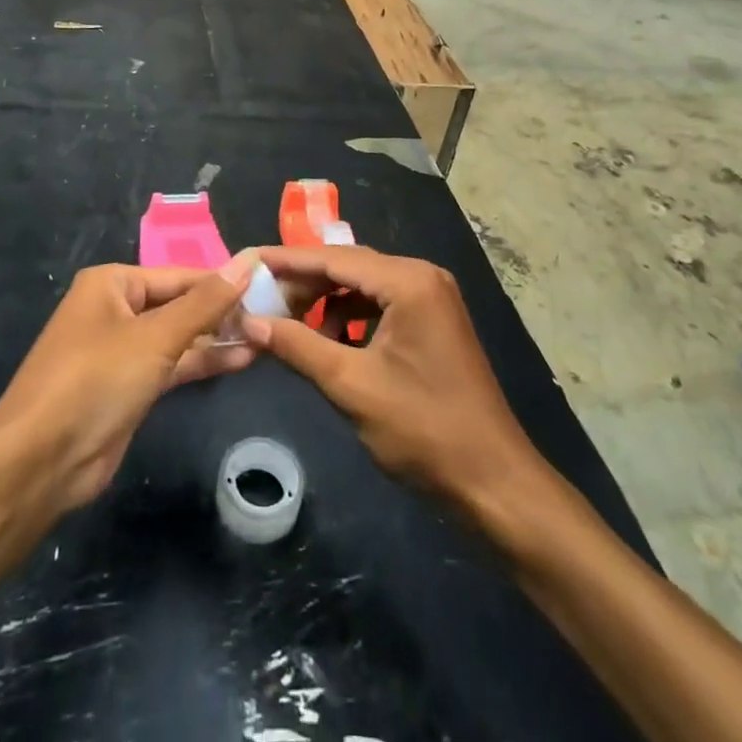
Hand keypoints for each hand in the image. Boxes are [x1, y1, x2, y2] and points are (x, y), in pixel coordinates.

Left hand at [0, 255, 255, 513]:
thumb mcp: (155, 337)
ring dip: (217, 339)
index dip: (223, 281)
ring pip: (178, 336)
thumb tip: (247, 262)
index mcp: (112, 283)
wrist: (39, 463)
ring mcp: (121, 350)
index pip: (180, 275)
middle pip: (179, 304)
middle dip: (222, 312)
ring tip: (266, 337)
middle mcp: (115, 309)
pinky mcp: (128, 387)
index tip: (269, 285)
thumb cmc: (95, 380)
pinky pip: (172, 365)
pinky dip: (202, 362)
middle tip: (274, 315)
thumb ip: (205, 302)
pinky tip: (240, 360)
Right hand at [243, 246, 537, 508]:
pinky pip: (381, 304)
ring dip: (326, 302)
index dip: (286, 261)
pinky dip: (351, 317)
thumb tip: (249, 321)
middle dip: (304, 283)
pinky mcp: (433, 321)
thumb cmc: (424, 430)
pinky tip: (329, 342)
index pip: (334, 258)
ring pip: (363, 286)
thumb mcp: (351, 386)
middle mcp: (422, 276)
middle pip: (349, 267)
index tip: (247, 261)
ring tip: (289, 325)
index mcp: (408, 281)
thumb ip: (298, 345)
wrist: (494, 482)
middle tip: (260, 300)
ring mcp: (432, 298)